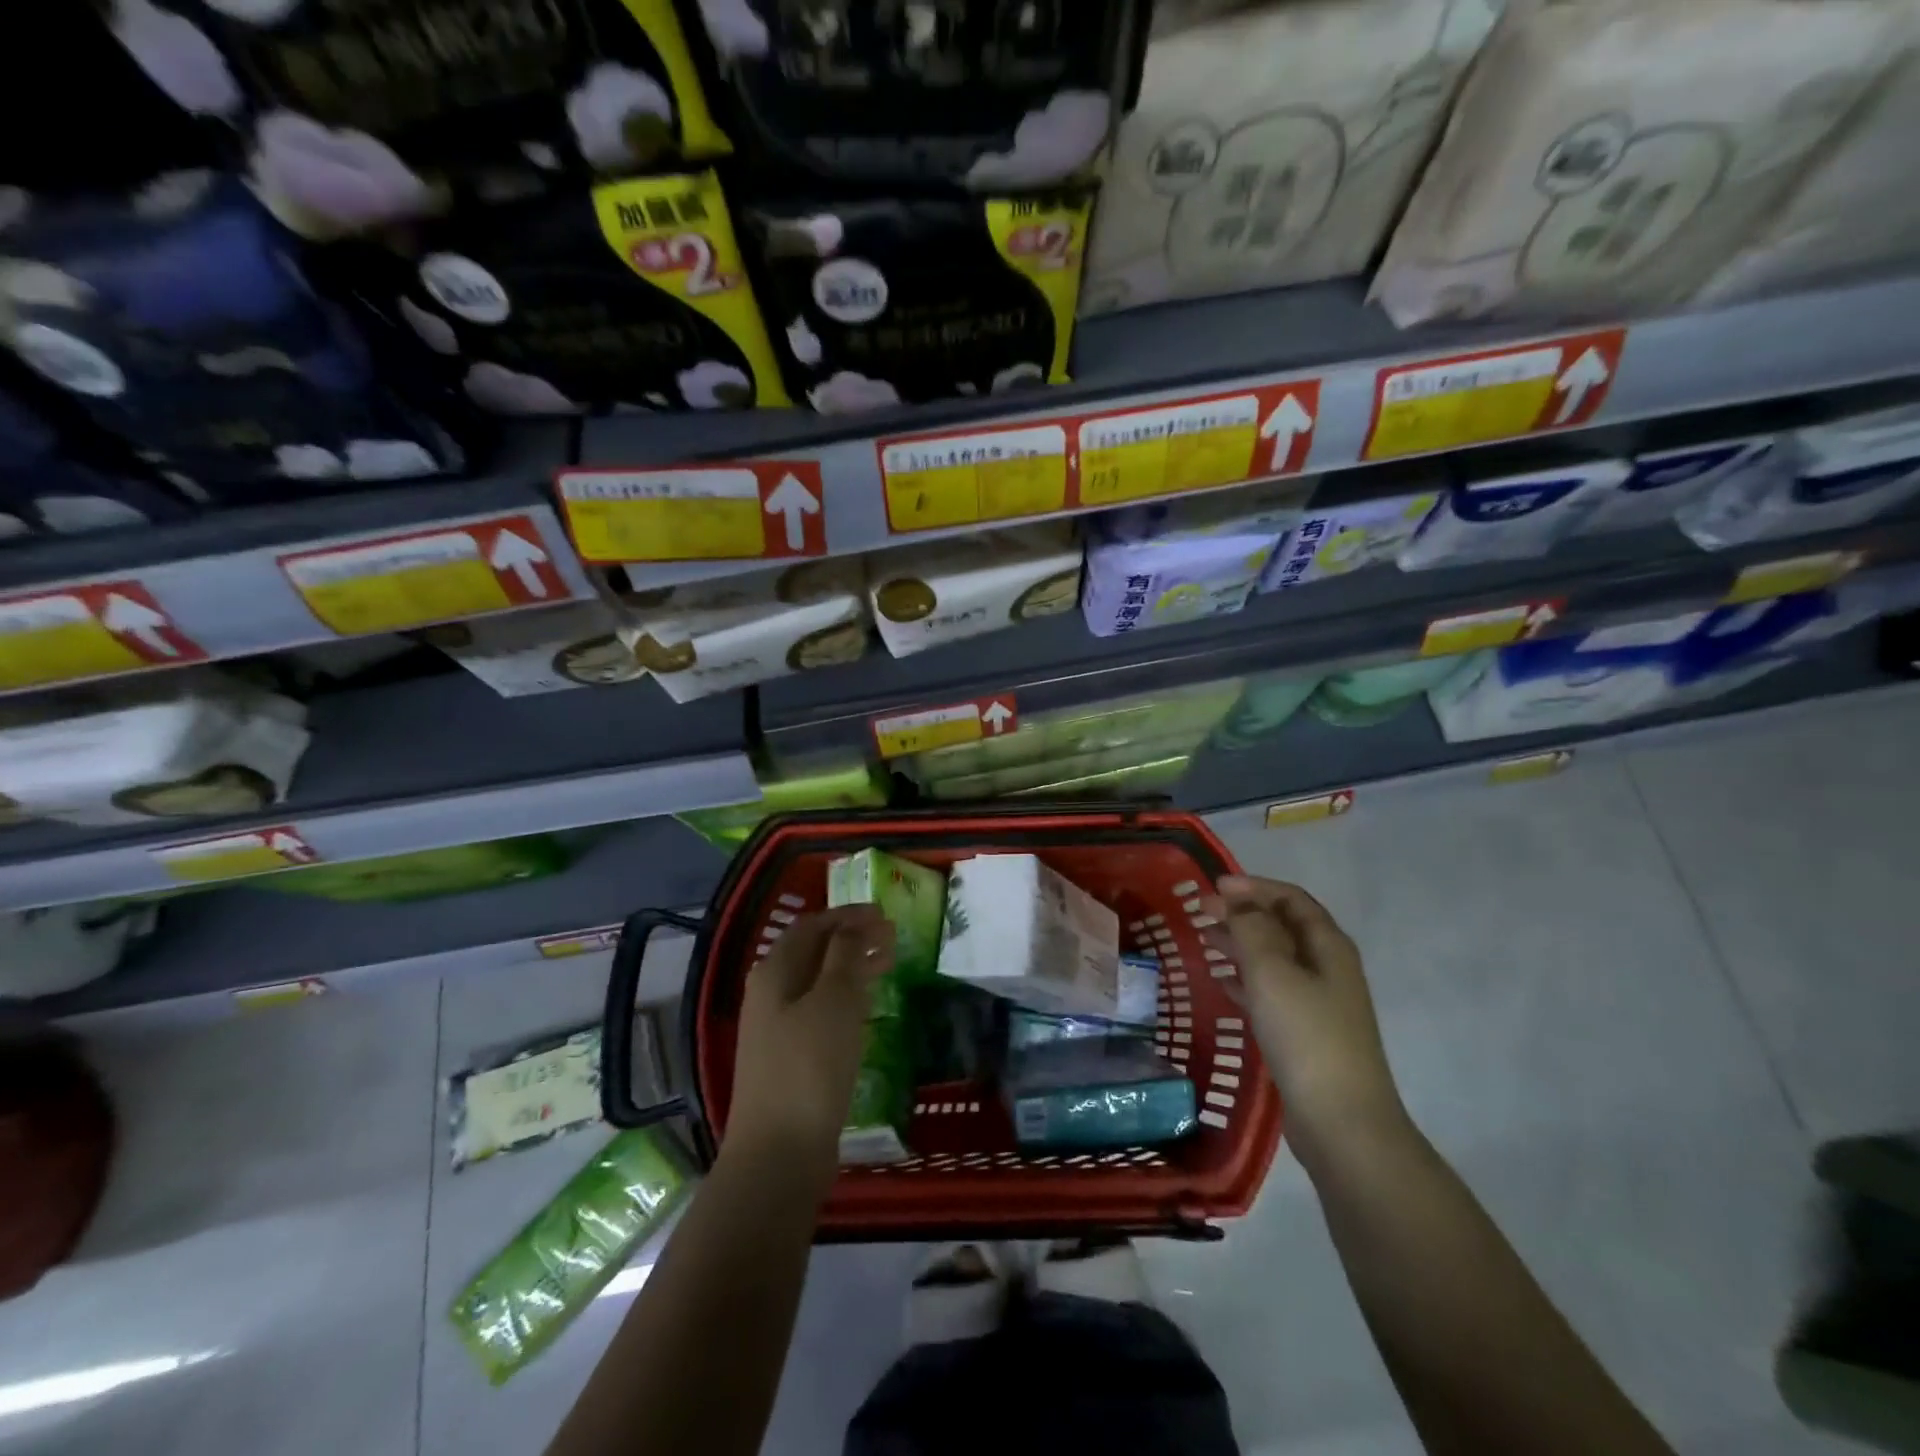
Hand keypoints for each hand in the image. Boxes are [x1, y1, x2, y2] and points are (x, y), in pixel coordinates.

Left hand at [725, 905, 894, 1189]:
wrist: (779, 1154)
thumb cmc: (810, 1065)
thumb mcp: (834, 1000)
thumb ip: (845, 955)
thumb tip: (855, 925)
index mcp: (774, 972)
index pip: (812, 926)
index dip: (847, 915)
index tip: (885, 914)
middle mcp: (770, 994)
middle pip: (813, 953)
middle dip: (852, 940)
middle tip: (892, 939)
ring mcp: (777, 1030)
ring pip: (819, 984)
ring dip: (852, 969)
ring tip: (889, 966)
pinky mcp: (790, 1060)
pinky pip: (821, 1013)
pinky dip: (847, 1000)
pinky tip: (869, 1009)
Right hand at [1199, 876, 1405, 1163]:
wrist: (1341, 1122)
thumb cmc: (1306, 1035)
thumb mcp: (1272, 972)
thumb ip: (1252, 929)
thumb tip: (1238, 902)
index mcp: (1327, 946)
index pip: (1291, 899)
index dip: (1253, 887)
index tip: (1213, 887)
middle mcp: (1327, 968)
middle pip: (1282, 926)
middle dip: (1243, 913)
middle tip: (1200, 910)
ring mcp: (1318, 1003)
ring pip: (1274, 958)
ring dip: (1241, 943)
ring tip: (1204, 938)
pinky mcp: (1305, 1033)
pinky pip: (1270, 992)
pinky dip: (1244, 980)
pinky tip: (1220, 982)